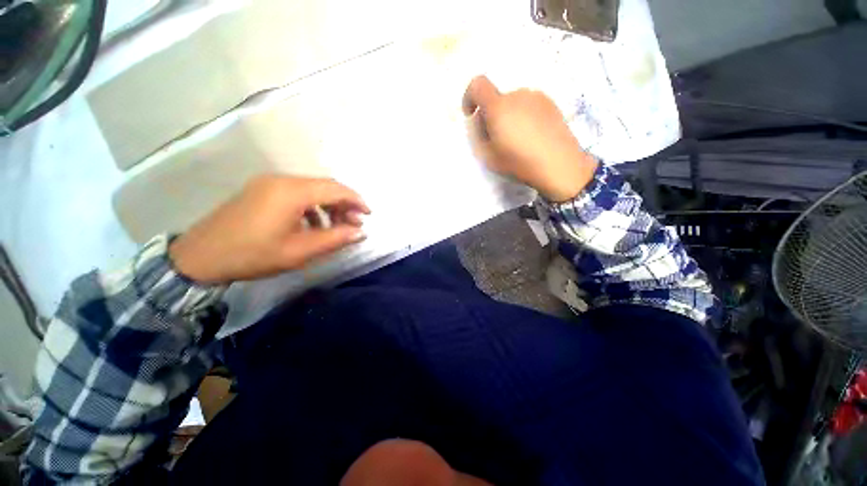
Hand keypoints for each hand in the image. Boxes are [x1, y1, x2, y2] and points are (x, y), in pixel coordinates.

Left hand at [169, 176, 369, 283]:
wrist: (200, 257)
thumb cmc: (253, 255)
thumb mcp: (299, 251)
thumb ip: (335, 239)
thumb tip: (361, 232)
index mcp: (291, 192)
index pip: (335, 188)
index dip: (356, 200)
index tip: (368, 215)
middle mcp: (282, 180)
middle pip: (325, 186)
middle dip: (344, 204)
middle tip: (354, 224)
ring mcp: (269, 183)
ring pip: (312, 189)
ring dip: (329, 206)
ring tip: (336, 227)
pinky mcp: (262, 190)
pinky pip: (297, 194)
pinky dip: (313, 207)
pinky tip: (313, 225)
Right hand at [462, 76, 597, 201]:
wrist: (559, 164)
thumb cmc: (519, 162)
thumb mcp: (488, 156)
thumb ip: (477, 136)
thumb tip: (480, 121)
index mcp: (499, 106)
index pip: (477, 85)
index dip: (469, 97)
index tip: (470, 114)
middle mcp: (517, 94)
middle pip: (496, 99)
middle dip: (490, 115)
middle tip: (496, 139)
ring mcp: (537, 97)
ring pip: (513, 103)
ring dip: (508, 116)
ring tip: (516, 140)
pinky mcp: (551, 103)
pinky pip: (528, 106)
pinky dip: (523, 116)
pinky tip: (531, 136)